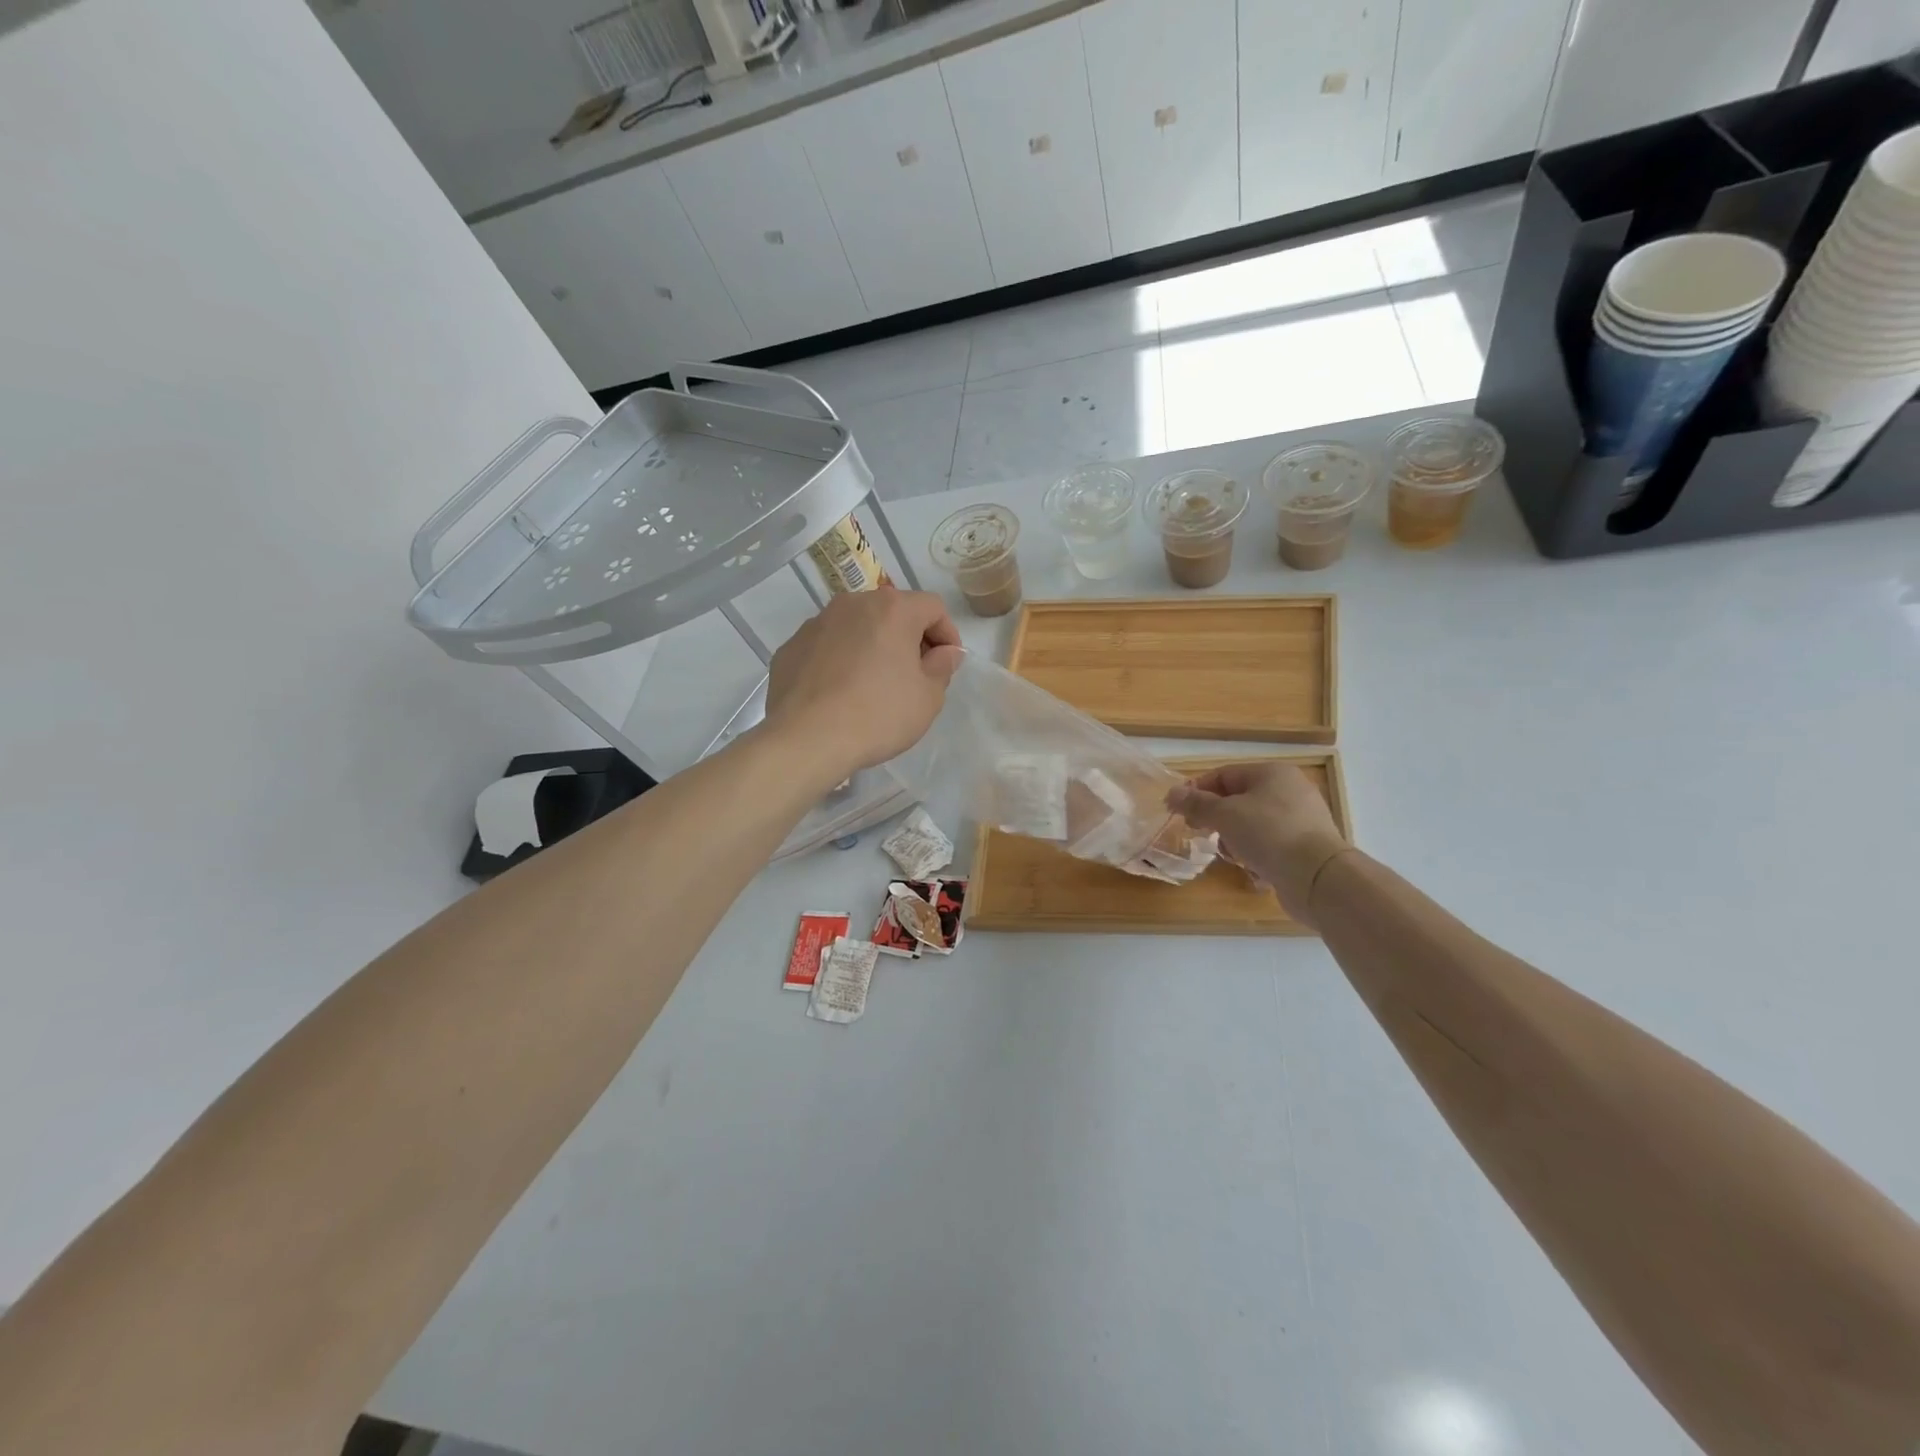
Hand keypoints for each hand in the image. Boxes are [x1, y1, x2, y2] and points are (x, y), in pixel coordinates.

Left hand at [763, 587, 963, 780]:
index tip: (947, 664)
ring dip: (872, 647)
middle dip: (908, 638)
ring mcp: (816, 623)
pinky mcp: (790, 647)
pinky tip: (839, 694)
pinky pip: (827, 646)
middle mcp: (852, 604)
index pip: (933, 607)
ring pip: (856, 627)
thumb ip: (942, 667)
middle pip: (892, 612)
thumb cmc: (878, 715)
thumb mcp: (927, 698)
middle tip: (914, 676)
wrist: (806, 739)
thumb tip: (946, 652)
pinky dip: (839, 661)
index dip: (947, 634)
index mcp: (892, 609)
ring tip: (873, 685)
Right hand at [1167, 761, 1349, 925]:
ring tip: (1233, 856)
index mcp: (1272, 773)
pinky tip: (1255, 871)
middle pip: (1238, 800)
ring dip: (1235, 840)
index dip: (1197, 791)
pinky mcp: (1306, 847)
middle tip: (1201, 834)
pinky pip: (1270, 846)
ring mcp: (1301, 820)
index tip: (1177, 810)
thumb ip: (1196, 803)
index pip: (1224, 775)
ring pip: (1253, 825)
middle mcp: (1290, 791)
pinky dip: (1258, 856)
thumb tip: (1172, 793)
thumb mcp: (1224, 815)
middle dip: (1216, 819)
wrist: (1318, 877)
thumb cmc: (1268, 834)